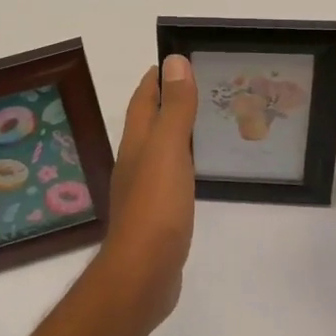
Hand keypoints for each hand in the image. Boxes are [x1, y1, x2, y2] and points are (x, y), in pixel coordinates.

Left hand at [96, 56, 197, 329]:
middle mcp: (135, 163)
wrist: (143, 274)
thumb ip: (174, 108)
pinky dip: (181, 164)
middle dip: (166, 103)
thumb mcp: (168, 150)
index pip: (142, 101)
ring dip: (174, 133)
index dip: (155, 80)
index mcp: (137, 143)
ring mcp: (143, 192)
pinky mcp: (156, 217)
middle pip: (148, 124)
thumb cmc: (156, 207)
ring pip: (158, 151)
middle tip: (197, 88)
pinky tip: (194, 172)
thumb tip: (174, 61)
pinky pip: (169, 178)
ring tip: (201, 124)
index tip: (173, 61)